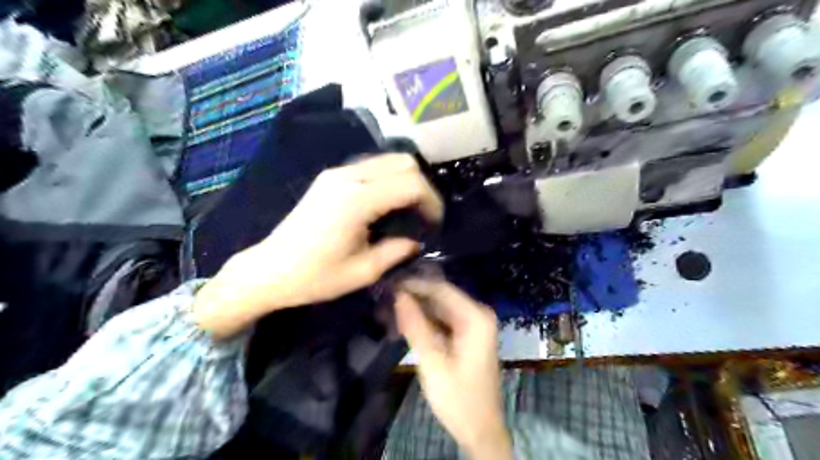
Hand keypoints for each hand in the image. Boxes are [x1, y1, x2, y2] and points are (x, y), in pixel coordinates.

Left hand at [195, 155, 441, 336]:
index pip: (410, 183)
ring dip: (406, 180)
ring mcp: (337, 172)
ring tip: (409, 210)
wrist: (269, 269)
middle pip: (403, 161)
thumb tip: (417, 240)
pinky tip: (387, 203)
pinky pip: (371, 166)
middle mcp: (348, 176)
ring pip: (388, 160)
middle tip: (425, 215)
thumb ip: (397, 251)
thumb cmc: (315, 276)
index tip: (435, 223)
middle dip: (422, 186)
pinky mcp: (330, 177)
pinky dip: (388, 179)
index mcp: (357, 200)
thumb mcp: (364, 271)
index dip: (431, 201)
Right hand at [394, 279, 509, 458]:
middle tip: (385, 301)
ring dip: (417, 311)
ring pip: (440, 309)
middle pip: (441, 298)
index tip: (388, 285)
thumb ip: (415, 325)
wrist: (480, 429)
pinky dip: (425, 323)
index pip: (440, 289)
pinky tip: (405, 326)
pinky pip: (443, 321)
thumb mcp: (432, 361)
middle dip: (413, 299)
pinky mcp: (468, 335)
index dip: (413, 285)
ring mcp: (474, 325)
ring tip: (390, 313)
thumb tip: (398, 295)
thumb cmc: (457, 397)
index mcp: (476, 317)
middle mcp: (478, 314)